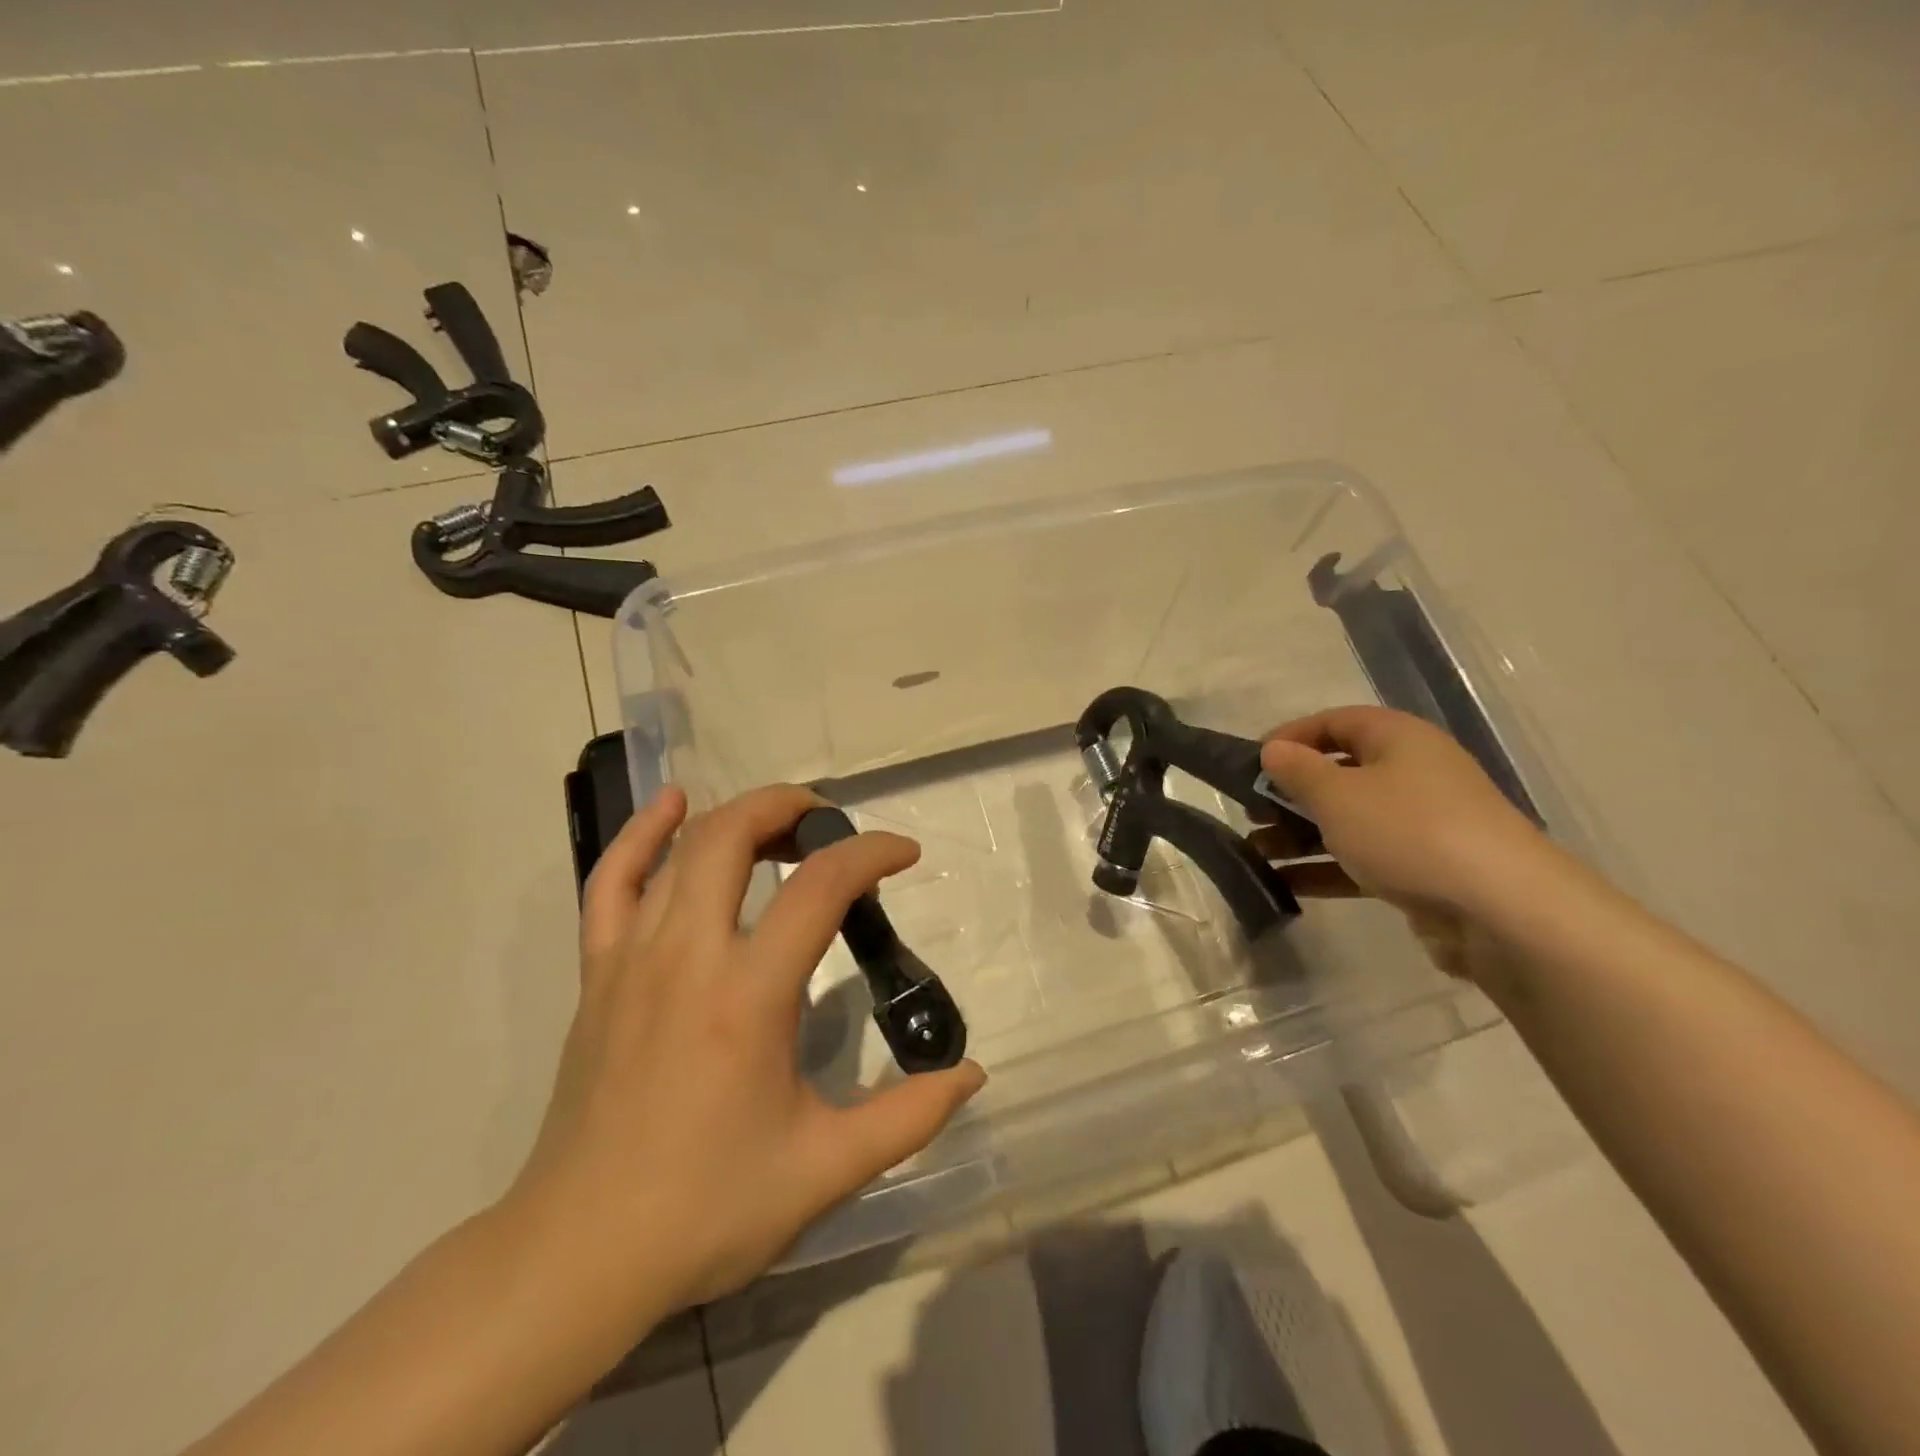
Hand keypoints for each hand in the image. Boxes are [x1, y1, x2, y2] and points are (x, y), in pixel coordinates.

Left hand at [507, 784, 984, 1331]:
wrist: (579, 1256)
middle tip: (832, 824)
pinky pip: (612, 882)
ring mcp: (632, 958)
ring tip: (780, 825)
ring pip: (681, 849)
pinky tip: (672, 805)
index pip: (820, 887)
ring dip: (737, 817)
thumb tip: (972, 1073)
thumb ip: (908, 1116)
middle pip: (733, 835)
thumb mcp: (825, 1170)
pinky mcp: (597, 973)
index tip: (905, 853)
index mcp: (748, 996)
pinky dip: (642, 834)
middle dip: (791, 808)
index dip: (870, 853)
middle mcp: (688, 955)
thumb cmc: (707, 1209)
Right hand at [1255, 706, 1557, 977]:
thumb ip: (1297, 771)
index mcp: (1398, 739)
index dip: (1290, 737)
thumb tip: (1274, 751)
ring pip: (1348, 820)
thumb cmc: (1409, 832)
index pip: (1334, 721)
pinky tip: (1286, 883)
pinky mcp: (1424, 868)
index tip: (1251, 764)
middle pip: (1339, 772)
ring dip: (1300, 834)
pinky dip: (1326, 867)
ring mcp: (1421, 824)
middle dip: (1289, 793)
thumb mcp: (1338, 795)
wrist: (1504, 910)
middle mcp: (1412, 773)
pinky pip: (1364, 858)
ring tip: (1257, 852)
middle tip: (1252, 813)